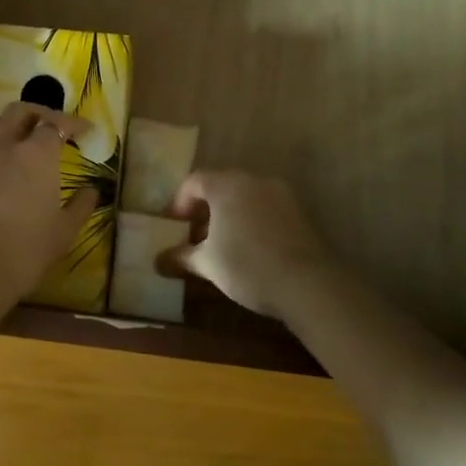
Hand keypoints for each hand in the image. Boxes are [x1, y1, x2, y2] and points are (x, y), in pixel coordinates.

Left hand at [0, 103, 97, 304]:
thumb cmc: (27, 252)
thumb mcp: (65, 231)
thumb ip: (82, 205)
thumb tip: (92, 190)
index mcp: (36, 155)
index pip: (56, 124)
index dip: (72, 123)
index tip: (84, 130)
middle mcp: (2, 147)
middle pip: (19, 111)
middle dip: (37, 113)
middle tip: (47, 127)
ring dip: (5, 129)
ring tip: (14, 144)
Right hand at [169, 170, 334, 318]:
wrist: (308, 284)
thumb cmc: (247, 266)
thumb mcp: (207, 264)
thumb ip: (181, 258)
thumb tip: (157, 261)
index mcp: (227, 185)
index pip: (195, 181)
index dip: (179, 202)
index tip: (173, 226)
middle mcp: (253, 181)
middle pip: (220, 186)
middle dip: (203, 210)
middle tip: (194, 236)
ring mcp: (280, 194)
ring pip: (244, 197)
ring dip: (228, 216)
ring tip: (220, 245)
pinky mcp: (298, 212)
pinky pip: (264, 209)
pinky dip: (250, 222)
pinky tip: (248, 250)